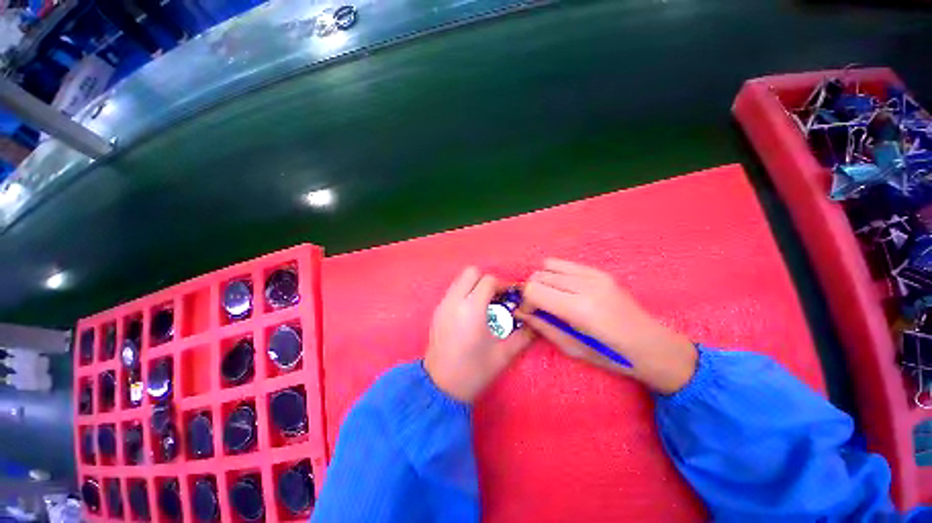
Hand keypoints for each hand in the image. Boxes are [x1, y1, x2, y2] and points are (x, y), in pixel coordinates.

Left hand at [424, 267, 533, 402]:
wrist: (440, 387)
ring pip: (459, 280)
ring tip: (485, 302)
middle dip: (486, 279)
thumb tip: (536, 323)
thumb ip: (524, 335)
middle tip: (497, 296)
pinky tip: (471, 311)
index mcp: (472, 309)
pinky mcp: (437, 311)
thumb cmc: (474, 371)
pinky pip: (452, 291)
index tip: (511, 296)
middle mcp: (454, 301)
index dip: (503, 284)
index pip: (488, 280)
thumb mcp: (504, 354)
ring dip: (474, 284)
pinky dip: (464, 292)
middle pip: (471, 272)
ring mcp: (443, 305)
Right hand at [520, 259, 696, 394]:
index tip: (528, 313)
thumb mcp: (571, 348)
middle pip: (539, 275)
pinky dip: (556, 274)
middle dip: (531, 291)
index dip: (525, 301)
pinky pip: (564, 264)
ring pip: (548, 265)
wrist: (653, 346)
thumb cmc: (612, 356)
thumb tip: (520, 312)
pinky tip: (563, 289)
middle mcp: (585, 285)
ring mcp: (595, 274)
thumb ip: (542, 326)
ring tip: (550, 296)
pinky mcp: (600, 271)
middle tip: (537, 307)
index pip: (533, 290)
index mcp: (579, 309)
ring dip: (542, 280)